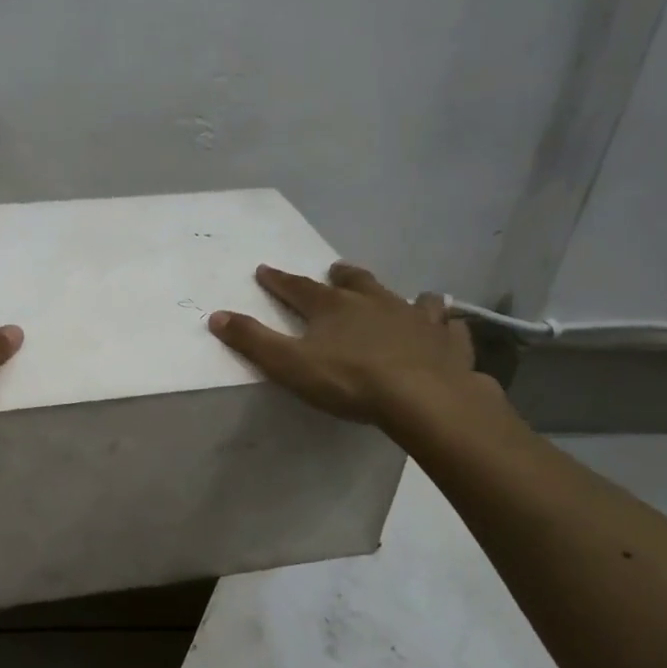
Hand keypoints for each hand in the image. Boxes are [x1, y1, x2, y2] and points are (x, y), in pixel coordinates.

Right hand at [209, 262, 492, 429]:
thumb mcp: (289, 364)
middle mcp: (375, 302)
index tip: (264, 269)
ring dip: (402, 296)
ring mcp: (417, 319)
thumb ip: (252, 340)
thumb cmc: (350, 380)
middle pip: (355, 282)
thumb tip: (216, 316)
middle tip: (335, 270)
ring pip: (410, 298)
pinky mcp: (448, 342)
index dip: (278, 280)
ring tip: (405, 296)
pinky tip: (448, 329)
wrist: (424, 398)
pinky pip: (450, 327)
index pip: (297, 288)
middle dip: (341, 276)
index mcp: (333, 307)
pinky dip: (446, 325)